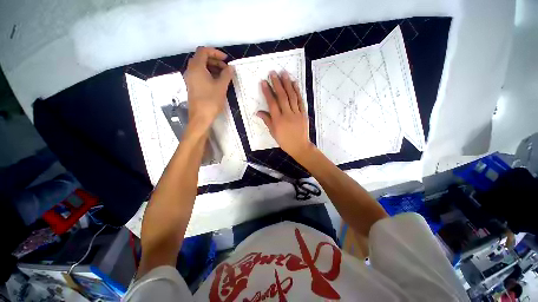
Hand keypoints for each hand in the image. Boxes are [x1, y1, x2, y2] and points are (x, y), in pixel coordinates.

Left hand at [184, 47, 232, 130]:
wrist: (200, 117)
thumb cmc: (211, 100)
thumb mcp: (221, 86)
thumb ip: (226, 74)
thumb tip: (230, 67)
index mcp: (197, 67)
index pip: (203, 51)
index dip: (215, 52)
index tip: (226, 59)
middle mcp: (191, 70)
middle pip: (201, 58)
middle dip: (215, 60)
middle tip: (226, 68)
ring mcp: (190, 79)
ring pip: (201, 67)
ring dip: (212, 68)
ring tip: (224, 76)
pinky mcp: (192, 86)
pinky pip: (200, 75)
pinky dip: (209, 74)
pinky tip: (217, 82)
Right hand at [257, 71, 313, 158]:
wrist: (299, 146)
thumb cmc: (284, 141)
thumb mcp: (273, 133)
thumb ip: (267, 121)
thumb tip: (258, 112)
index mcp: (278, 120)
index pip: (272, 103)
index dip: (267, 92)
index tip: (264, 82)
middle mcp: (287, 115)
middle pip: (282, 96)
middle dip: (277, 83)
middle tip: (273, 73)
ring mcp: (296, 113)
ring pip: (292, 96)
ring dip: (287, 84)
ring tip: (284, 73)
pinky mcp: (304, 113)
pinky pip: (300, 101)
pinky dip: (297, 91)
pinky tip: (295, 83)